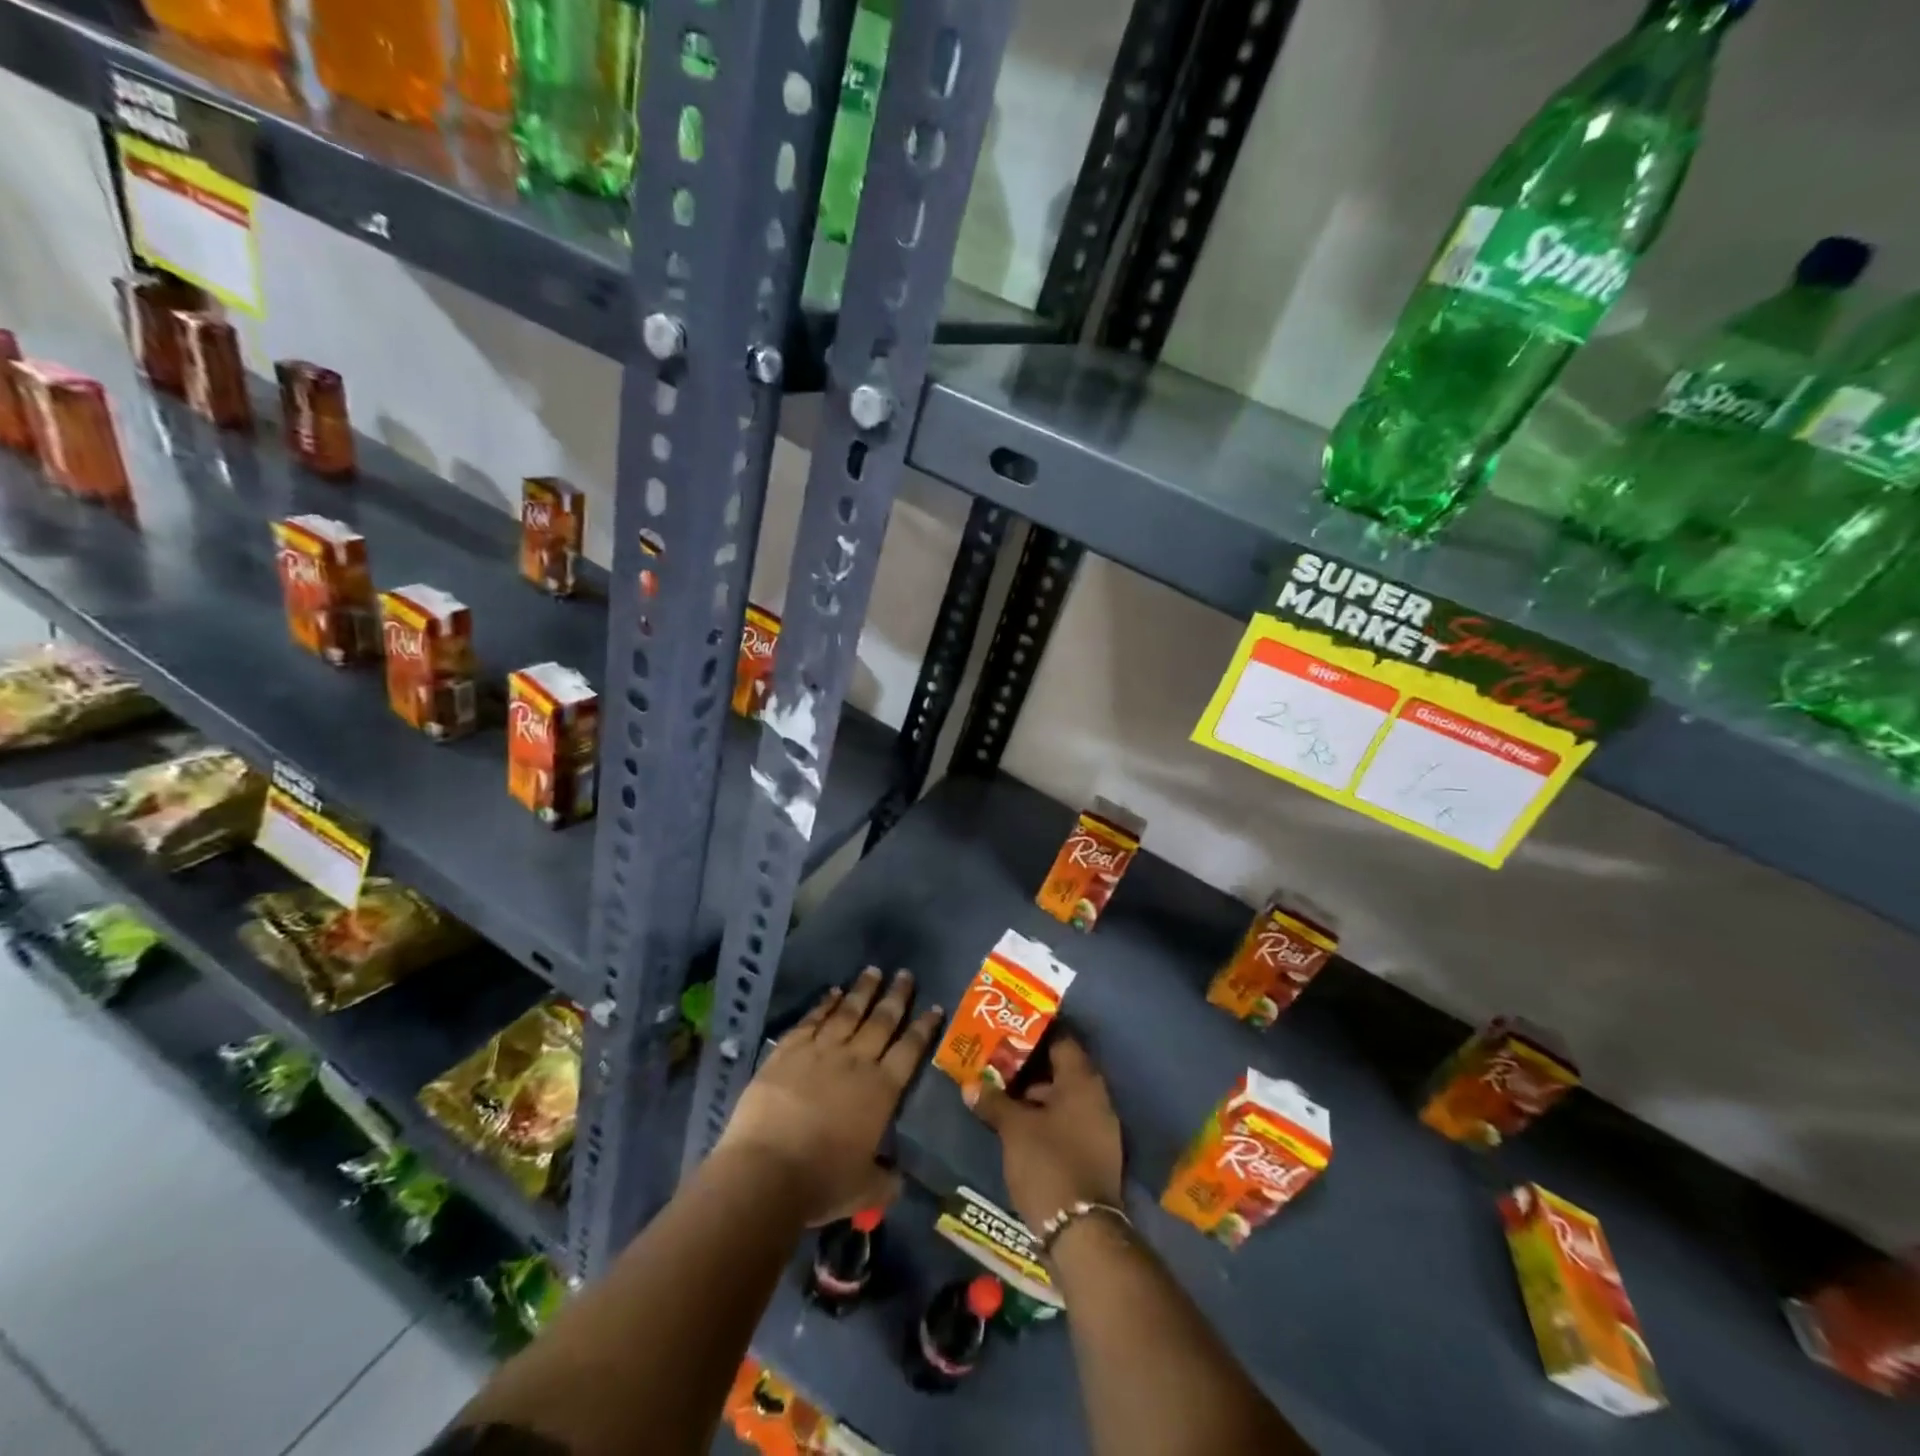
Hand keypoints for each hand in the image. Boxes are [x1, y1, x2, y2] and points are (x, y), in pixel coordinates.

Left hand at [717, 967, 941, 1224]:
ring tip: (873, 971)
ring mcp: (821, 1051)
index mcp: (881, 1090)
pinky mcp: (788, 1050)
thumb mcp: (864, 1190)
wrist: (765, 1171)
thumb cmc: (821, 1183)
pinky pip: (812, 1020)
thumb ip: (885, 1181)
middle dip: (896, 996)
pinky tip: (832, 992)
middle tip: (905, 974)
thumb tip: (898, 1179)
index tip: (933, 1006)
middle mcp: (856, 1061)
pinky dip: (824, 1004)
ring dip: (862, 991)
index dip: (923, 1027)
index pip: (910, 1050)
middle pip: (882, 1021)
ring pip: (848, 1012)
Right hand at [965, 1035, 1123, 1232]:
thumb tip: (970, 1085)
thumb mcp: (1014, 1129)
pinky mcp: (1096, 1154)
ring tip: (1002, 1094)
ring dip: (1036, 1095)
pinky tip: (1020, 1126)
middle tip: (998, 1063)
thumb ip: (993, 1102)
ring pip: (1065, 1098)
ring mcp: (1100, 1128)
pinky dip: (1047, 1118)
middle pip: (1062, 1069)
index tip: (1008, 1033)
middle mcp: (1097, 1097)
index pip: (1061, 1040)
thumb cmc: (1048, 1164)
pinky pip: (1069, 1121)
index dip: (1034, 1035)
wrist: (1083, 1233)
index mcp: (1082, 1081)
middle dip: (1030, 1067)